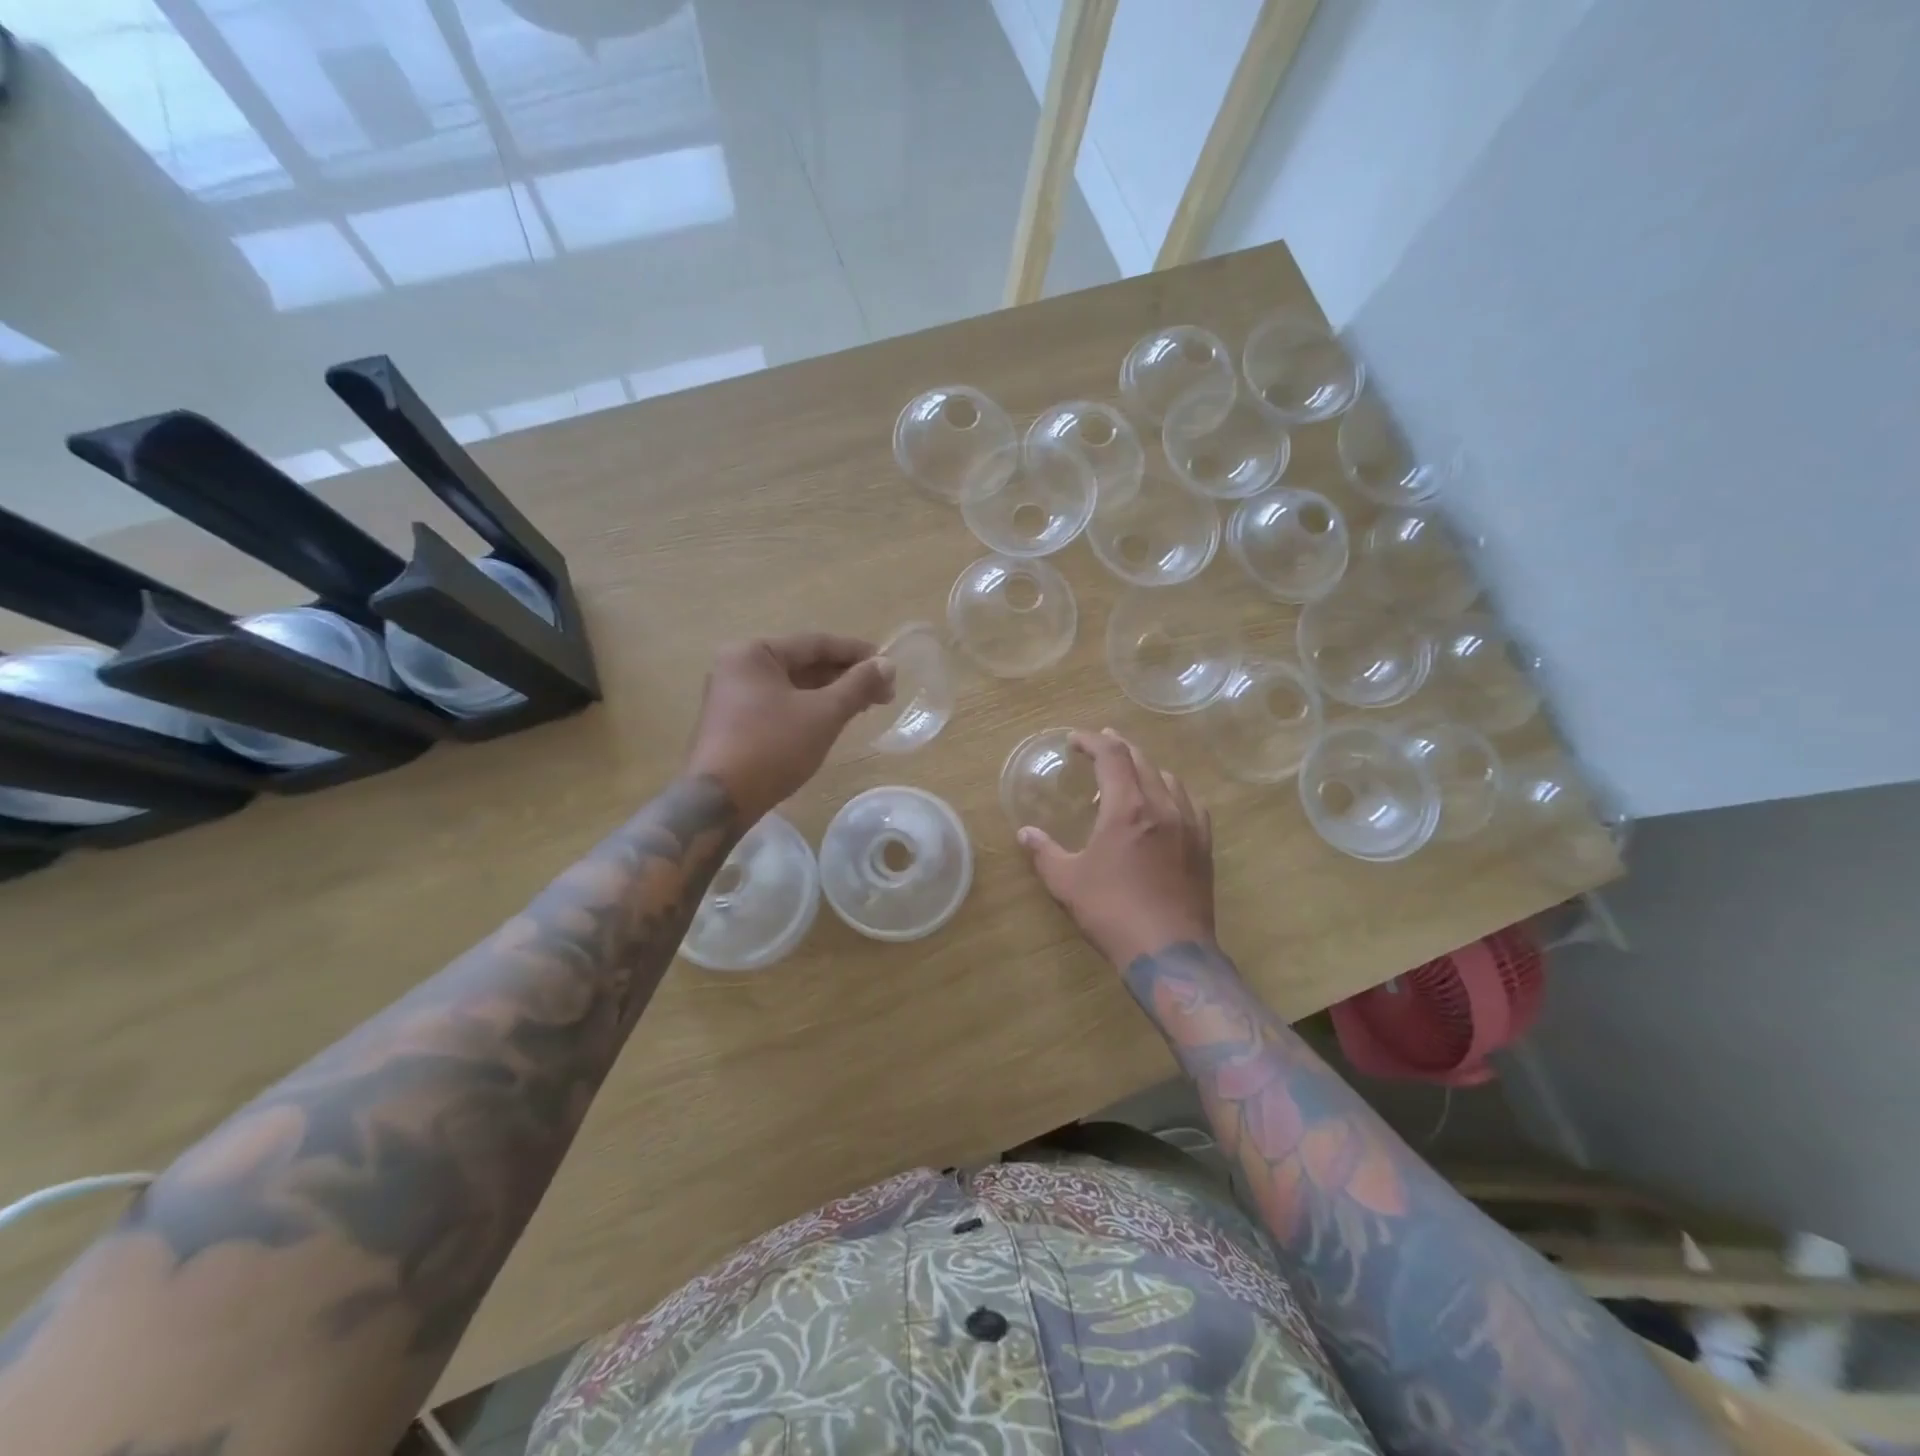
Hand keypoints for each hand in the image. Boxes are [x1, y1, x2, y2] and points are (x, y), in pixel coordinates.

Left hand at [686, 634, 894, 819]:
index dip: (857, 653)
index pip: (815, 643)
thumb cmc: (773, 747)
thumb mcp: (824, 714)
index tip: (889, 666)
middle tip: (883, 692)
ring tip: (864, 707)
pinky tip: (832, 721)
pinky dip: (809, 709)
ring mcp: (732, 697)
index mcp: (753, 653)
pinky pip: (780, 705)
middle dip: (845, 677)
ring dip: (830, 694)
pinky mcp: (734, 724)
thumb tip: (887, 665)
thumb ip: (858, 685)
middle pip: (803, 664)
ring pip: (793, 687)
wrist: (721, 801)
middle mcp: (737, 667)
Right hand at [1018, 729, 1214, 967]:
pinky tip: (1166, 806)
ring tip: (1129, 778)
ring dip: (1146, 769)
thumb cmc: (1112, 912)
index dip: (1092, 741)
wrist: (1168, 951)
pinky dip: (1172, 793)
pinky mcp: (1204, 846)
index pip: (1111, 756)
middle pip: (1142, 760)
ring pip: (1169, 779)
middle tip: (1101, 745)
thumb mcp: (1066, 882)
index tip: (1075, 740)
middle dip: (1119, 747)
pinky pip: (1190, 804)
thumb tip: (1025, 833)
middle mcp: (1162, 806)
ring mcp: (1189, 825)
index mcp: (1127, 808)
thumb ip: (1044, 852)